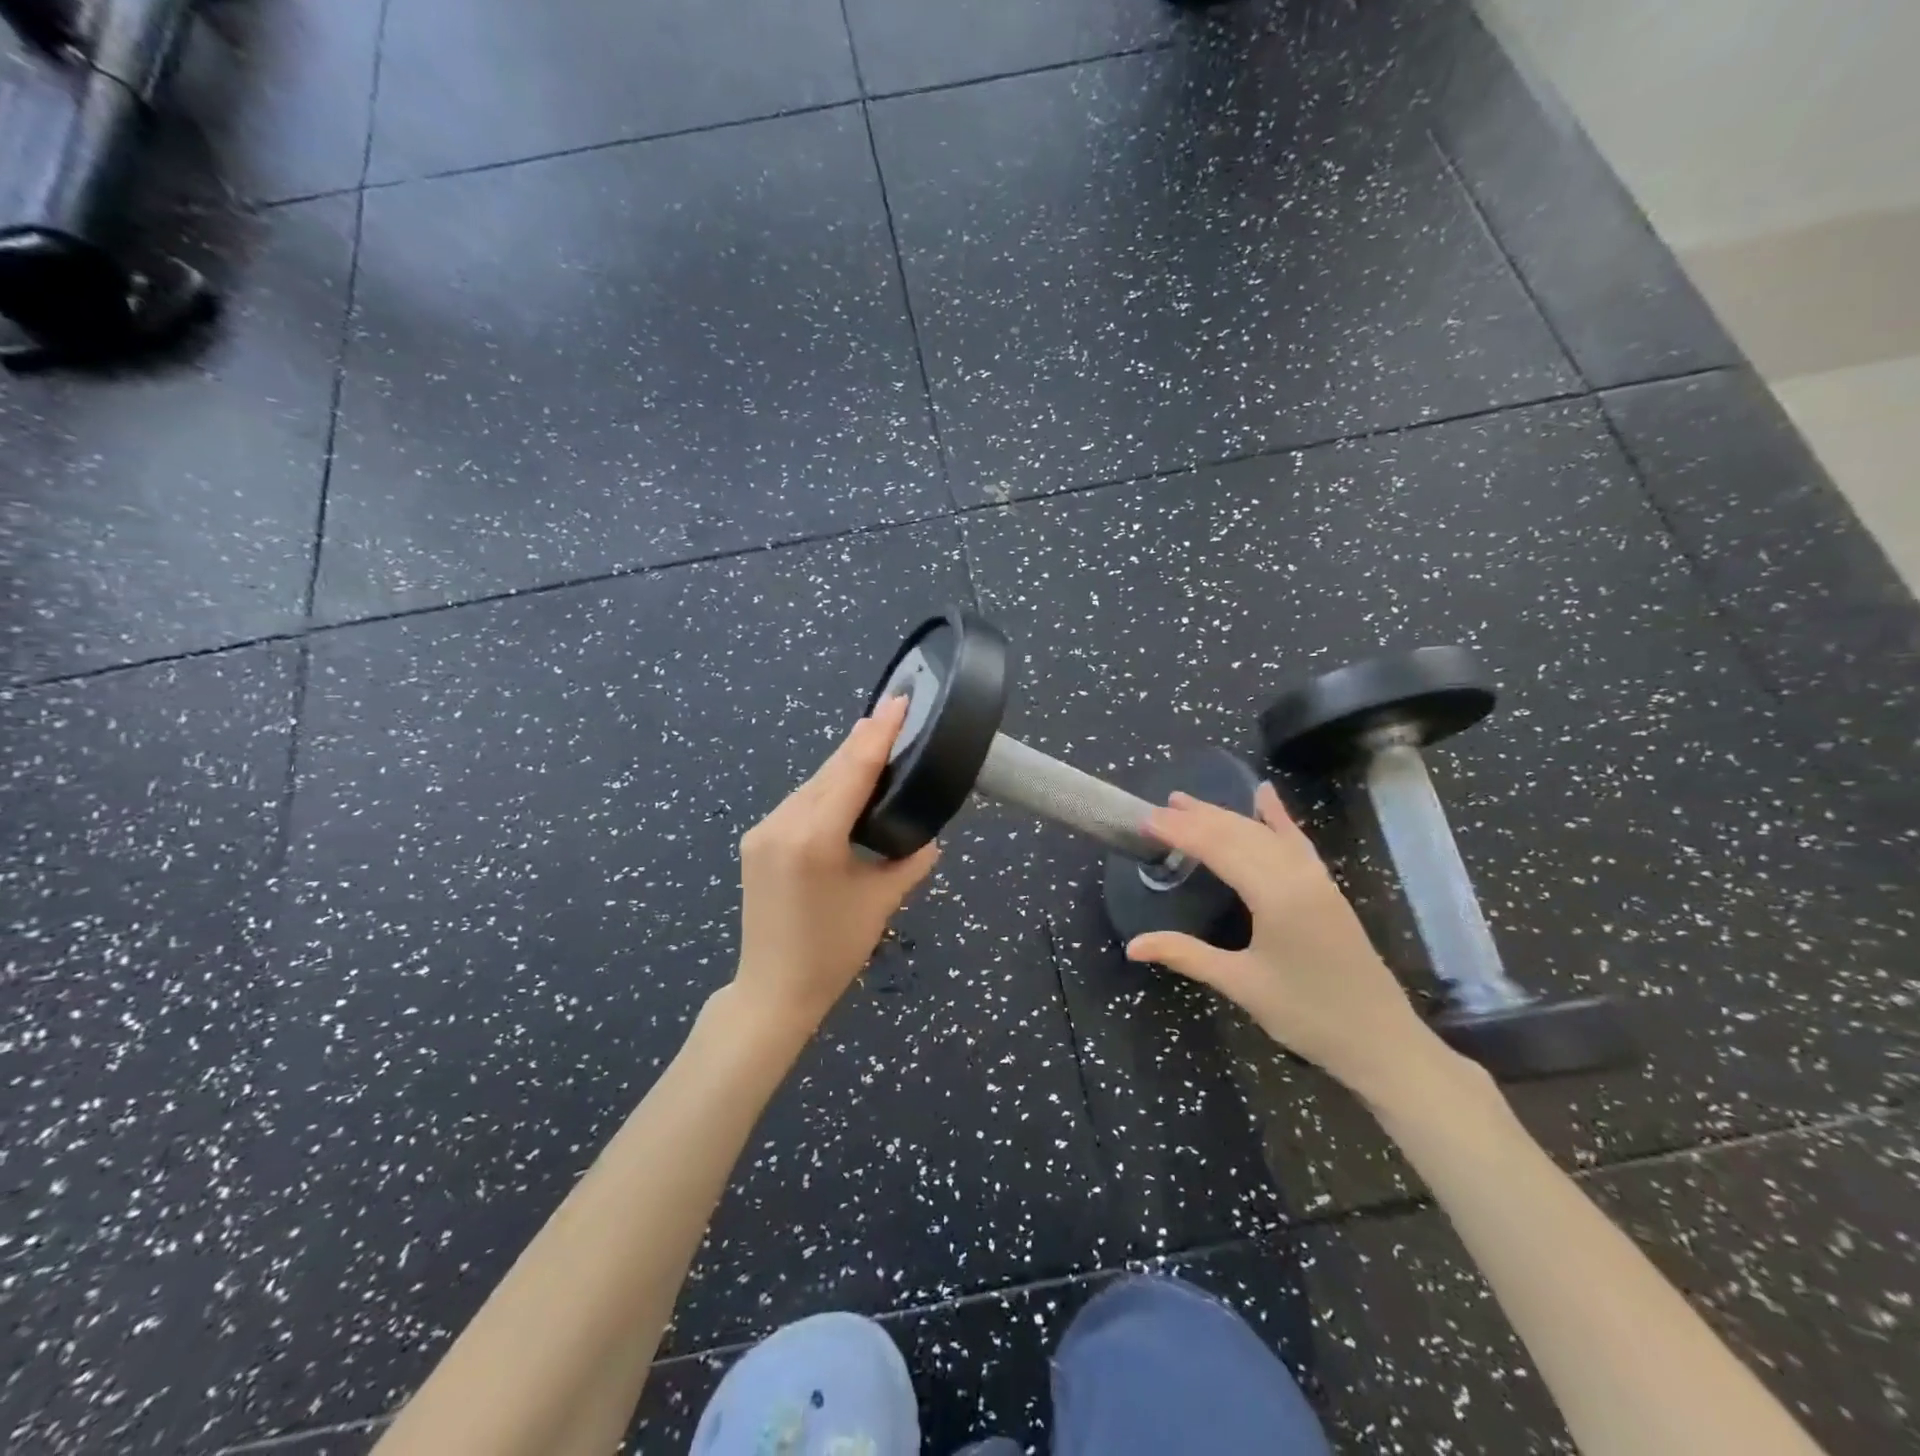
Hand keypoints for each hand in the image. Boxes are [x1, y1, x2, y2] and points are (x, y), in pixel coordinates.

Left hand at [734, 694, 940, 1029]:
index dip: (879, 732)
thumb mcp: (880, 902)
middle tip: (893, 714)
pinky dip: (825, 788)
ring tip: (875, 742)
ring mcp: (763, 830)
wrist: (772, 990)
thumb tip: (930, 836)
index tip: (899, 701)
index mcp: (815, 837)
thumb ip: (909, 861)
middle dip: (862, 741)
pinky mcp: (756, 841)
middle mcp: (783, 823)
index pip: (853, 770)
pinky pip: (798, 803)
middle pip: (830, 770)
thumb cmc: (833, 951)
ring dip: (843, 764)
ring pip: (812, 784)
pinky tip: (843, 784)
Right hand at [1125, 783, 1450, 1102]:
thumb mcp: (1240, 984)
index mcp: (1276, 895)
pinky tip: (1266, 794)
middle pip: (1239, 833)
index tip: (1146, 819)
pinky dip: (1278, 817)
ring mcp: (1316, 878)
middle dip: (1197, 818)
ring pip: (1264, 833)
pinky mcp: (1326, 888)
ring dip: (1225, 815)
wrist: (1381, 1041)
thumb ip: (1186, 955)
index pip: (1218, 849)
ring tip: (1187, 801)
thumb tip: (1133, 946)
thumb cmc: (1307, 1014)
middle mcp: (1297, 875)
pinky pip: (1296, 842)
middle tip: (1158, 808)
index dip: (1180, 832)